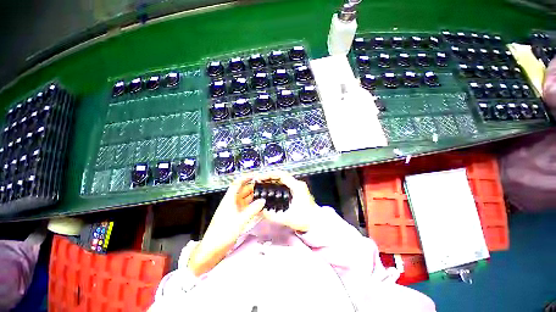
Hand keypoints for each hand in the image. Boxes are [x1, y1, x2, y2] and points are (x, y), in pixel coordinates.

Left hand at [188, 175, 264, 275]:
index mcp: (229, 199)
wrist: (212, 249)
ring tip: (265, 195)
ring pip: (245, 199)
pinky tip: (260, 207)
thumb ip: (253, 209)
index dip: (245, 178)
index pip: (237, 184)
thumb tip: (263, 200)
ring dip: (253, 197)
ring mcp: (234, 210)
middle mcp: (231, 202)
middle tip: (265, 187)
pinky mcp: (236, 217)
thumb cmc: (224, 232)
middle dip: (252, 188)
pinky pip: (246, 208)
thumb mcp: (240, 220)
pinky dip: (252, 206)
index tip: (255, 176)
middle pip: (242, 191)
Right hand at [259, 171, 317, 232]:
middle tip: (259, 181)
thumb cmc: (305, 219)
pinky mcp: (297, 190)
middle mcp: (297, 184)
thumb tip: (261, 211)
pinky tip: (270, 189)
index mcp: (297, 186)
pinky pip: (285, 184)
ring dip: (272, 180)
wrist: (317, 222)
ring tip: (262, 184)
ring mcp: (298, 186)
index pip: (281, 175)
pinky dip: (277, 184)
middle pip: (281, 176)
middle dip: (269, 177)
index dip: (270, 175)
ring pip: (283, 179)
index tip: (261, 178)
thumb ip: (273, 216)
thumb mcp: (288, 218)